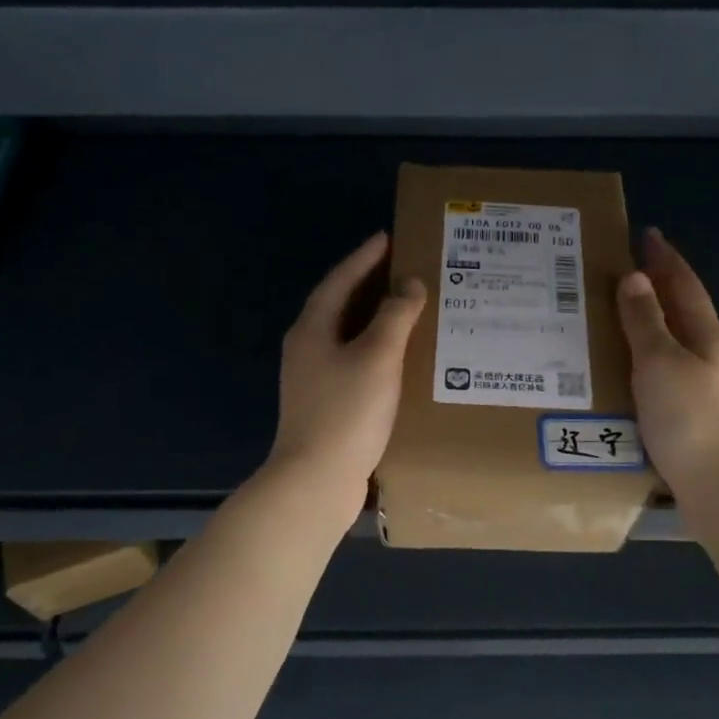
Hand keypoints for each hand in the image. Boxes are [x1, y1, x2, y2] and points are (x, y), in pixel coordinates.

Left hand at [268, 232, 426, 502]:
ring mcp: (313, 378)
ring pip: (348, 335)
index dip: (365, 257)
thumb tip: (409, 284)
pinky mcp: (325, 403)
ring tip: (410, 308)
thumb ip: (395, 316)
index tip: (388, 237)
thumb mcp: (377, 357)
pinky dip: (377, 350)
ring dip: (376, 319)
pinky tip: (400, 359)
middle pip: (341, 305)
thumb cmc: (347, 412)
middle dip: (371, 285)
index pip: (340, 280)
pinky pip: (354, 361)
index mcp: (313, 328)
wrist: (315, 481)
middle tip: (406, 269)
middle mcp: (307, 347)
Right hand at [616, 228, 718, 497]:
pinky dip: (642, 356)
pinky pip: (661, 370)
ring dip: (646, 322)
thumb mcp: (661, 362)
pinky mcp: (689, 414)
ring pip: (671, 341)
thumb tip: (636, 277)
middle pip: (680, 310)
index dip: (665, 258)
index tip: (646, 234)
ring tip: (613, 313)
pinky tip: (623, 367)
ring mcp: (702, 387)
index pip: (684, 284)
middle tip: (622, 268)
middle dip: (656, 286)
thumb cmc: (689, 418)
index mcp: (705, 335)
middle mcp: (708, 356)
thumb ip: (646, 321)